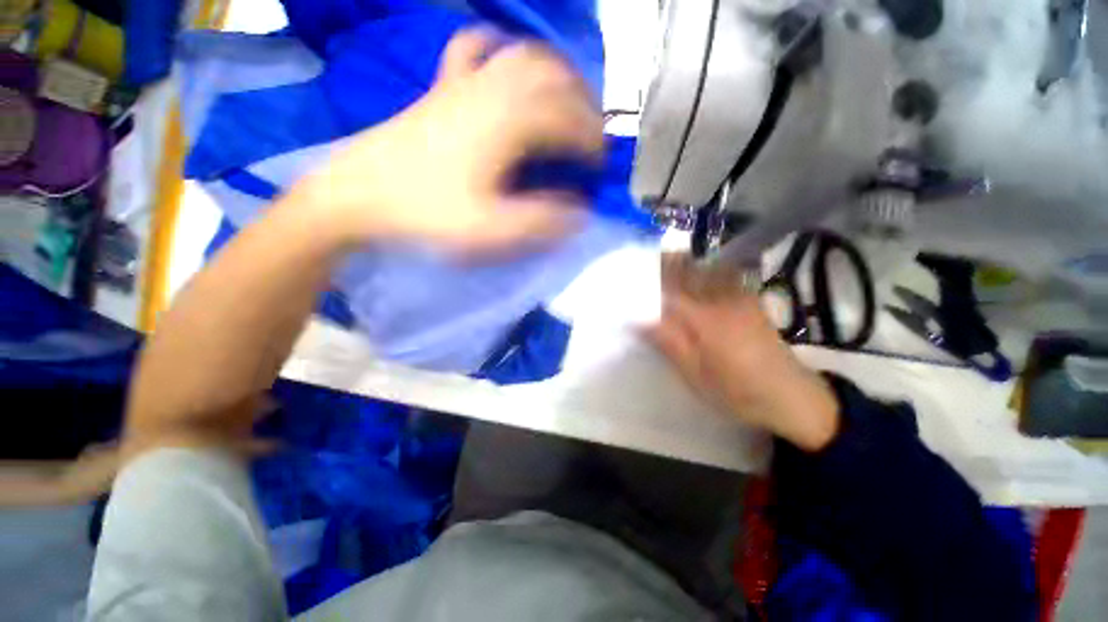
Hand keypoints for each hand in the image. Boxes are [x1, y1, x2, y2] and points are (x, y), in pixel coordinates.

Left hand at [295, 28, 602, 252]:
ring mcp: (465, 81)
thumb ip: (541, 222)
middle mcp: (492, 89)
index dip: (593, 144)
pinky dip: (500, 49)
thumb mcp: (491, 230)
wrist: (358, 194)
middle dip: (584, 105)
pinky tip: (506, 63)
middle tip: (591, 137)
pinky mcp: (443, 86)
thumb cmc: (426, 214)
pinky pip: (476, 49)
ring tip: (567, 102)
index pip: (568, 121)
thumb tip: (579, 213)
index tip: (600, 168)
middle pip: (555, 77)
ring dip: (556, 75)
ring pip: (525, 56)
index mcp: (507, 123)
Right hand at [645, 255, 840, 450]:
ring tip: (655, 272)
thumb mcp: (695, 374)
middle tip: (635, 272)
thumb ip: (666, 342)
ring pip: (698, 267)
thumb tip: (636, 317)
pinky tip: (686, 278)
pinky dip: (694, 270)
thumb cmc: (738, 391)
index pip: (665, 287)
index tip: (623, 280)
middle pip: (681, 269)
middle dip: (655, 265)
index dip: (642, 280)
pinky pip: (715, 272)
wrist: (791, 394)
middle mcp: (721, 296)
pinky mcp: (746, 296)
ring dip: (674, 265)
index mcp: (705, 318)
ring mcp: (737, 293)